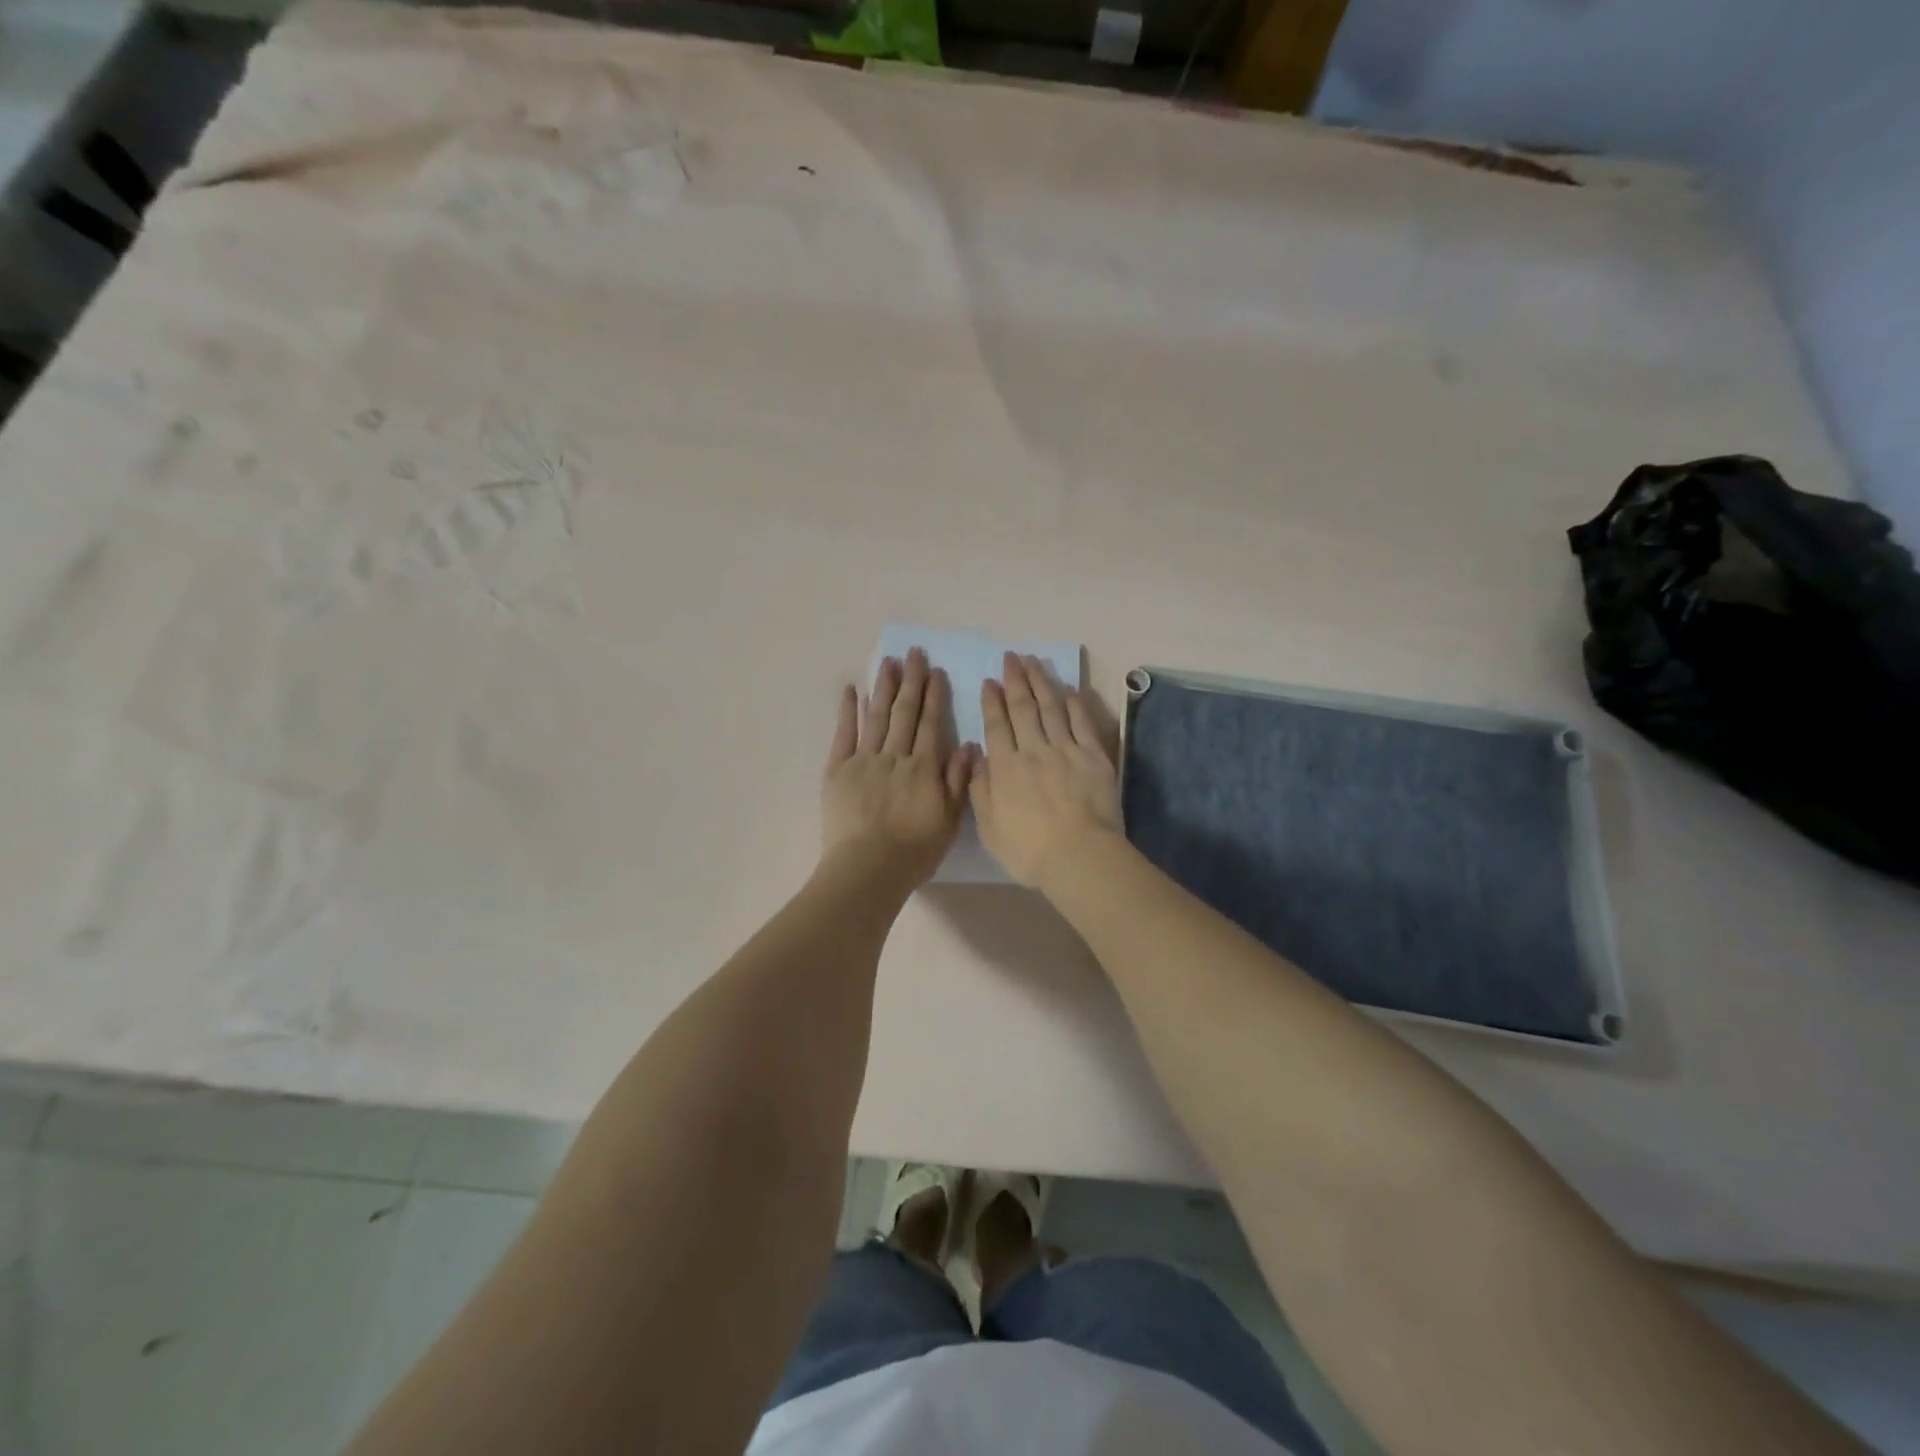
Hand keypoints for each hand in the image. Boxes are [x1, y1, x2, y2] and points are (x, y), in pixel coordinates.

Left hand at [821, 648, 973, 890]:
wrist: (868, 868)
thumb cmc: (914, 851)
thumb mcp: (949, 821)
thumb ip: (958, 781)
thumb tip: (969, 746)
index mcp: (924, 767)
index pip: (931, 723)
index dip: (935, 696)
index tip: (937, 671)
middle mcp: (895, 756)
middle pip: (905, 712)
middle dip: (911, 681)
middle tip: (914, 652)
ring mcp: (864, 760)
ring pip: (876, 716)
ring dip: (884, 687)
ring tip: (888, 661)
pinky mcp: (838, 770)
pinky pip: (844, 734)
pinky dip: (847, 711)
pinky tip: (851, 690)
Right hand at [971, 653, 1121, 886]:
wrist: (1078, 856)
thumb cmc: (1028, 850)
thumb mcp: (989, 828)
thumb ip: (981, 790)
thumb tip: (979, 757)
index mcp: (1006, 768)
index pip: (996, 726)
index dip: (992, 701)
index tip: (990, 681)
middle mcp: (1033, 750)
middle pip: (1023, 708)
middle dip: (1016, 680)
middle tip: (1011, 657)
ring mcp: (1066, 750)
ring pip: (1051, 708)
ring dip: (1042, 682)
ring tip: (1035, 661)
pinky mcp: (1093, 757)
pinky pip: (1082, 723)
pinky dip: (1076, 704)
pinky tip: (1070, 688)